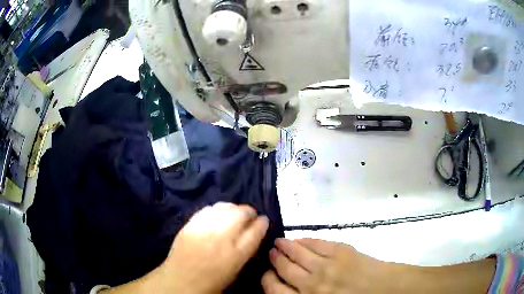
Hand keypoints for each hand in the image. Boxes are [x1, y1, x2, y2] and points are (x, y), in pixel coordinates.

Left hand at [154, 203, 268, 293]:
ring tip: (235, 212)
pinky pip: (208, 209)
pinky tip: (218, 212)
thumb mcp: (236, 272)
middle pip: (241, 214)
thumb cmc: (211, 283)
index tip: (264, 220)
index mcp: (236, 254)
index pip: (256, 231)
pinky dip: (217, 209)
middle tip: (251, 215)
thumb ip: (245, 252)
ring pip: (225, 208)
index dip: (263, 223)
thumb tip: (252, 235)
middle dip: (250, 212)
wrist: (180, 282)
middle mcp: (222, 237)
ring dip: (234, 208)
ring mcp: (204, 228)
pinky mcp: (190, 224)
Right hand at [262, 238, 384, 292]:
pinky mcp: (340, 251)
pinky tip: (301, 239)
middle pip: (283, 269)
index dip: (267, 279)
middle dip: (275, 259)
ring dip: (285, 246)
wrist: (386, 291)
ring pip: (297, 253)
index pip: (273, 289)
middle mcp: (310, 285)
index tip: (268, 273)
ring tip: (279, 242)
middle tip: (272, 253)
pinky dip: (305, 240)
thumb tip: (287, 289)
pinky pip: (316, 243)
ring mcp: (326, 266)